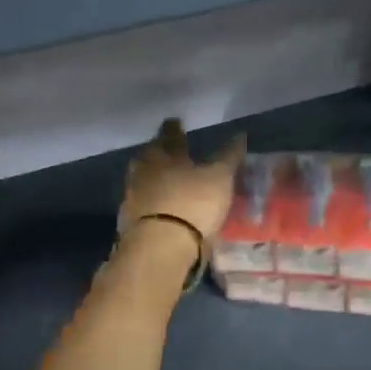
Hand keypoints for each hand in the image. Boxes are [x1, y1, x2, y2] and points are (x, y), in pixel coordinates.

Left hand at [119, 118, 244, 242]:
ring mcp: (133, 199)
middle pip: (150, 158)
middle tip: (168, 153)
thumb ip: (228, 156)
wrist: (161, 247)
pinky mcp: (131, 224)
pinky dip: (154, 205)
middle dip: (159, 155)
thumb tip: (239, 134)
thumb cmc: (192, 203)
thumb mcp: (219, 177)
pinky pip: (144, 207)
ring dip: (156, 181)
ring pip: (144, 182)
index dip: (174, 129)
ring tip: (169, 183)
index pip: (168, 136)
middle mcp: (142, 173)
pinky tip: (164, 210)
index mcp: (161, 155)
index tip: (175, 122)